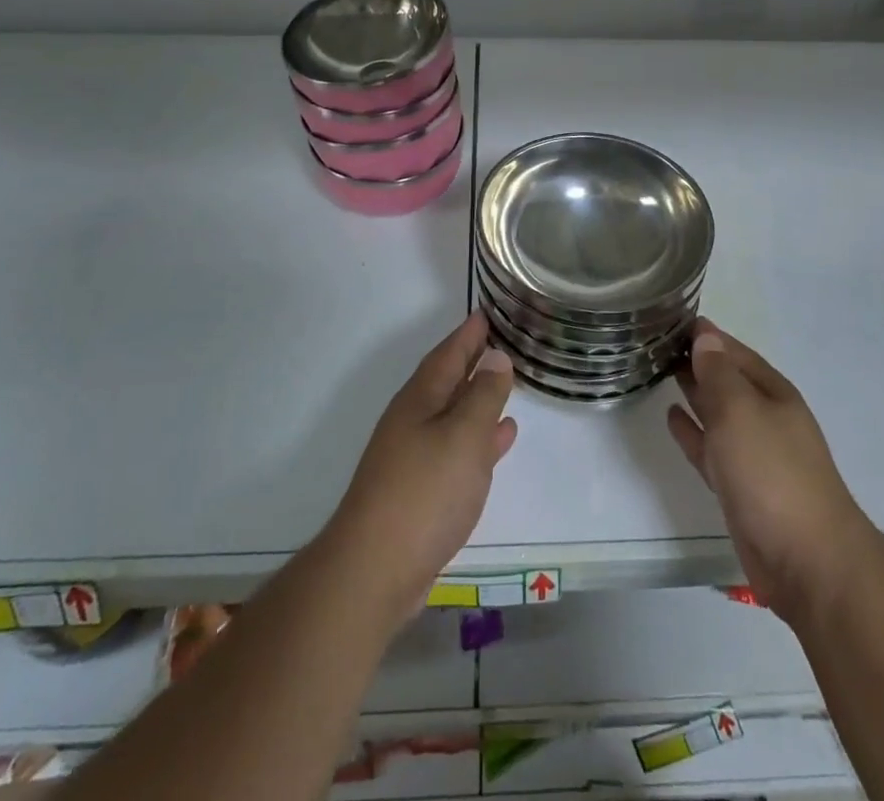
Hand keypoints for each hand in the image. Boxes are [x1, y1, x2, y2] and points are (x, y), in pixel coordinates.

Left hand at [329, 311, 517, 614]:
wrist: (375, 570)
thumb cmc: (424, 492)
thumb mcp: (463, 436)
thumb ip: (483, 396)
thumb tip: (495, 357)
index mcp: (420, 400)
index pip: (448, 354)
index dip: (468, 334)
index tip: (486, 313)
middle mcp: (414, 421)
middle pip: (448, 380)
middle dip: (472, 360)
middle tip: (500, 341)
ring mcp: (415, 457)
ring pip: (454, 414)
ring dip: (479, 398)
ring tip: (508, 384)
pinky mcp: (421, 490)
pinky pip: (457, 448)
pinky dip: (480, 437)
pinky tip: (500, 439)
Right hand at [667, 321, 868, 626]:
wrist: (807, 562)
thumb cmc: (772, 474)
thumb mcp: (740, 412)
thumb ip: (718, 374)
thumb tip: (705, 337)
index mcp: (772, 393)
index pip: (734, 351)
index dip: (706, 335)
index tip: (670, 318)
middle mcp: (764, 417)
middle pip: (726, 379)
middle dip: (697, 361)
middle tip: (655, 342)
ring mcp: (753, 454)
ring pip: (717, 412)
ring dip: (693, 392)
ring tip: (659, 370)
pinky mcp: (740, 487)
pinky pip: (710, 447)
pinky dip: (692, 431)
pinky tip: (672, 416)